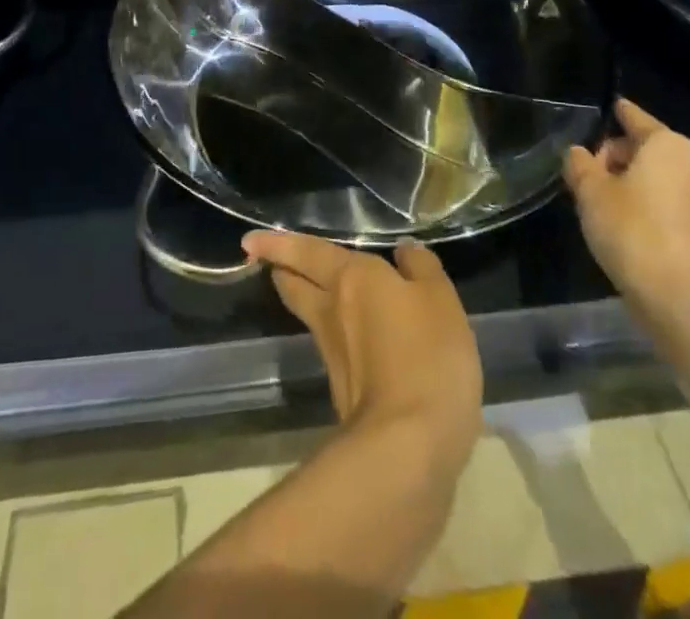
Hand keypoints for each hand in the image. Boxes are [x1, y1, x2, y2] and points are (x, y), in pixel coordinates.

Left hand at [242, 231, 482, 467]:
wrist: (408, 447)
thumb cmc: (426, 356)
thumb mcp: (439, 299)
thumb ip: (421, 268)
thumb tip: (404, 251)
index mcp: (350, 278)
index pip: (306, 252)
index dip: (277, 244)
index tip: (249, 242)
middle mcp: (331, 309)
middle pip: (295, 285)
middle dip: (283, 271)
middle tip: (274, 263)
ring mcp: (331, 354)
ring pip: (311, 315)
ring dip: (306, 301)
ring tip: (313, 290)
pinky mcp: (342, 392)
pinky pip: (333, 347)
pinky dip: (335, 334)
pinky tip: (351, 335)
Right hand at [563, 98, 689, 315]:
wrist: (675, 295)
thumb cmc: (631, 227)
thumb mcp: (590, 190)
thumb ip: (579, 163)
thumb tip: (577, 153)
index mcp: (667, 145)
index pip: (634, 117)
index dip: (616, 113)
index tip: (605, 108)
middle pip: (643, 147)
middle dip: (615, 155)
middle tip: (585, 172)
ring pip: (654, 176)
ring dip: (627, 181)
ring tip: (597, 198)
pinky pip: (663, 201)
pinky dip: (642, 203)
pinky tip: (619, 220)